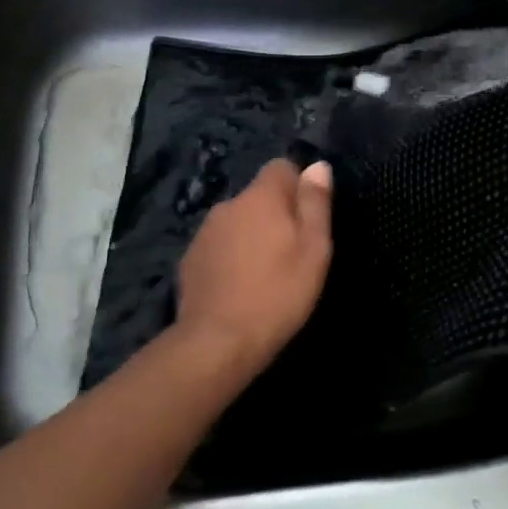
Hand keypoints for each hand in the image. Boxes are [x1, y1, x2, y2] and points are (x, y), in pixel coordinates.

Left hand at [173, 158, 333, 383]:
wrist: (217, 343)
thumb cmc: (278, 294)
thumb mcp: (314, 250)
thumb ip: (315, 203)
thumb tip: (318, 165)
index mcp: (261, 196)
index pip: (280, 167)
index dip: (297, 186)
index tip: (307, 219)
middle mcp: (229, 204)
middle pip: (258, 196)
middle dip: (274, 215)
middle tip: (291, 253)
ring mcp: (204, 232)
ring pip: (237, 221)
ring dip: (251, 236)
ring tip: (264, 274)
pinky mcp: (190, 259)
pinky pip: (218, 246)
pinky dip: (230, 258)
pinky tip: (238, 288)